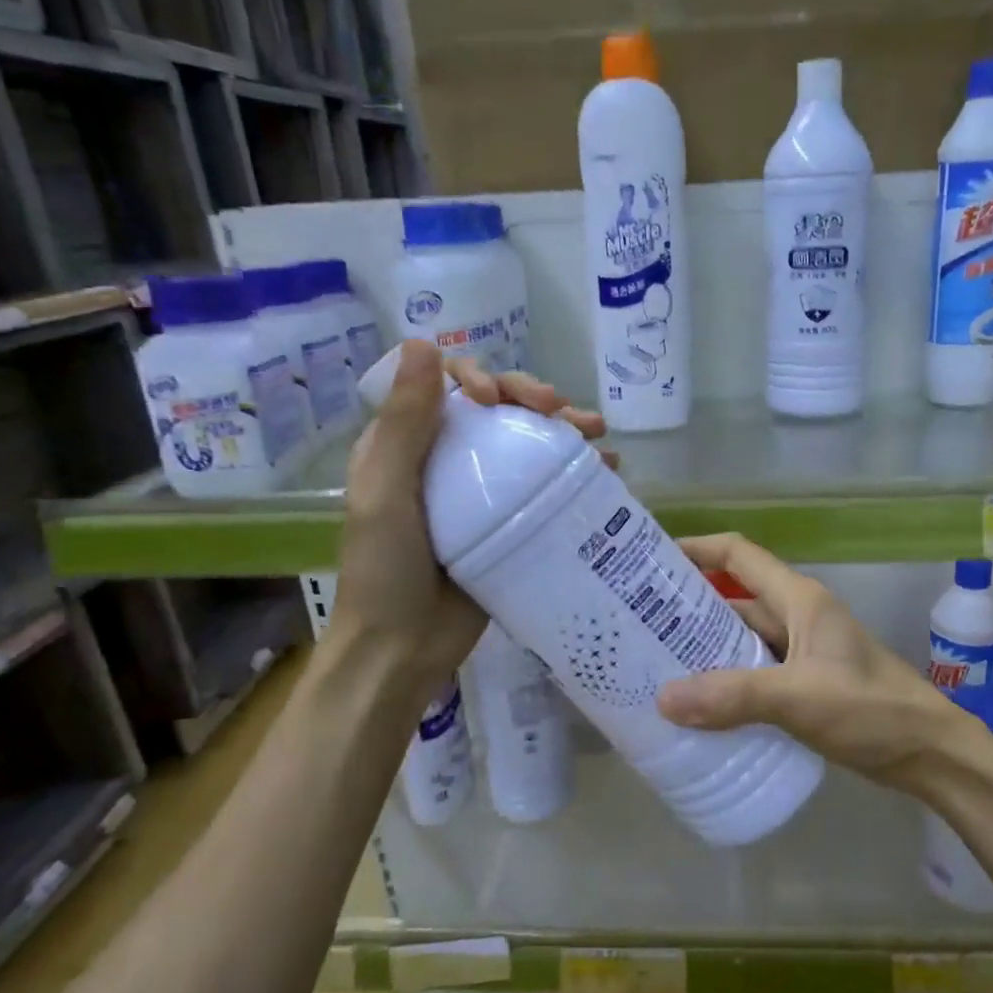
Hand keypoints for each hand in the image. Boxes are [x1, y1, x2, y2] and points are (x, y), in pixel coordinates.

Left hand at [319, 341, 608, 711]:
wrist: (403, 649)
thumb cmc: (385, 570)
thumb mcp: (385, 494)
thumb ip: (403, 424)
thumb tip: (424, 343)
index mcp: (409, 444)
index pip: (450, 387)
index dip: (480, 377)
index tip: (499, 400)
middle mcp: (448, 460)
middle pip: (497, 409)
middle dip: (533, 397)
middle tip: (562, 409)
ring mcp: (484, 493)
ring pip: (528, 443)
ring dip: (565, 429)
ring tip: (598, 433)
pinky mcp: (511, 524)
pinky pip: (545, 486)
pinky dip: (576, 472)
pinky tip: (608, 471)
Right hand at [656, 534, 992, 792]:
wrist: (930, 753)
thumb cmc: (871, 709)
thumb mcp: (799, 697)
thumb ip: (733, 697)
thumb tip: (663, 699)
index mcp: (799, 599)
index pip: (739, 555)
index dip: (696, 549)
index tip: (650, 561)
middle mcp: (797, 617)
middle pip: (734, 599)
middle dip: (688, 608)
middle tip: (637, 623)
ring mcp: (802, 652)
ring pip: (742, 640)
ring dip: (705, 650)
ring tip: (655, 664)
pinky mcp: (804, 685)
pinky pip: (754, 673)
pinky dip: (726, 682)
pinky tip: (697, 703)